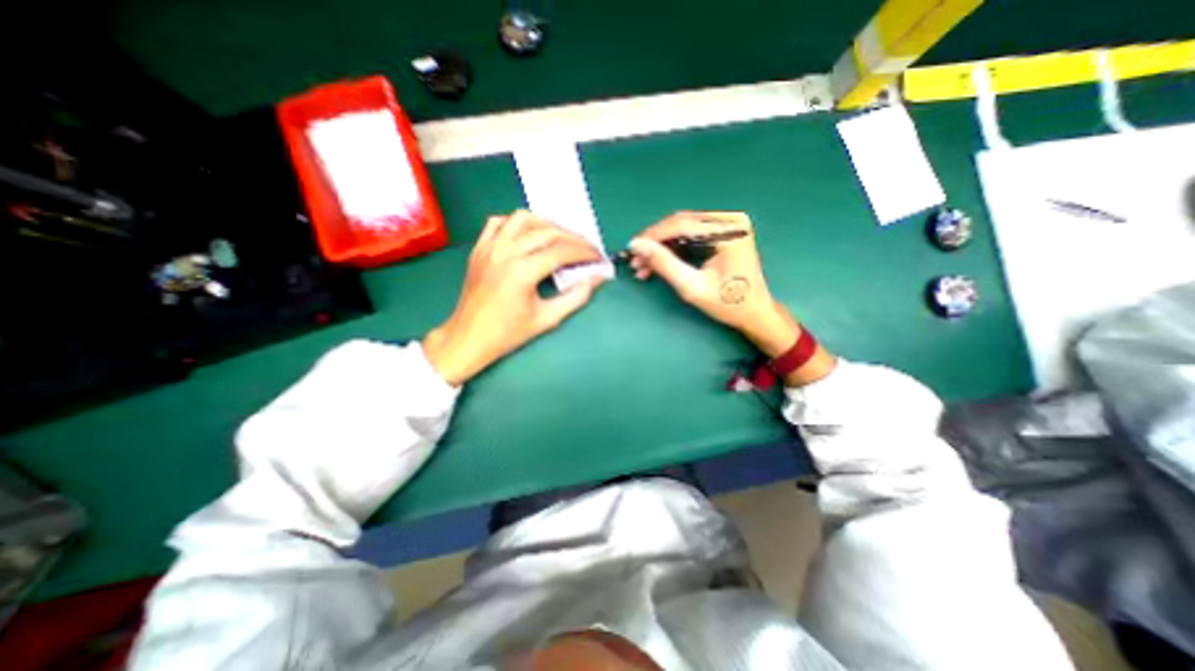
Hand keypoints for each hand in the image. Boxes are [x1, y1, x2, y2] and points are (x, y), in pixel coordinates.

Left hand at [421, 209, 608, 388]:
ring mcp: (489, 247)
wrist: (469, 337)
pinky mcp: (479, 248)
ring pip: (524, 218)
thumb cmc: (508, 333)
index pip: (562, 251)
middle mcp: (505, 252)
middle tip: (588, 249)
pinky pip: (499, 222)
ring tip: (561, 239)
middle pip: (548, 231)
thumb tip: (599, 278)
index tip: (599, 257)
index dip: (586, 252)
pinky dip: (518, 224)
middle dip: (574, 238)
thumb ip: (577, 296)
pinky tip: (529, 235)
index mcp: (522, 272)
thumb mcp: (547, 318)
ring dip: (547, 225)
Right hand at [627, 209, 801, 356]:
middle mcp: (728, 221)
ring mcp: (726, 226)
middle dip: (655, 243)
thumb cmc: (728, 304)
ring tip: (642, 266)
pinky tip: (658, 264)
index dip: (653, 236)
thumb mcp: (692, 287)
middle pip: (680, 224)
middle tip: (635, 261)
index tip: (631, 249)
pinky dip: (672, 250)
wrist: (754, 313)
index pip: (682, 224)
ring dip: (661, 247)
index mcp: (728, 230)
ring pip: (681, 230)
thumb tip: (636, 245)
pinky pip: (689, 236)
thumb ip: (664, 264)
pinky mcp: (721, 234)